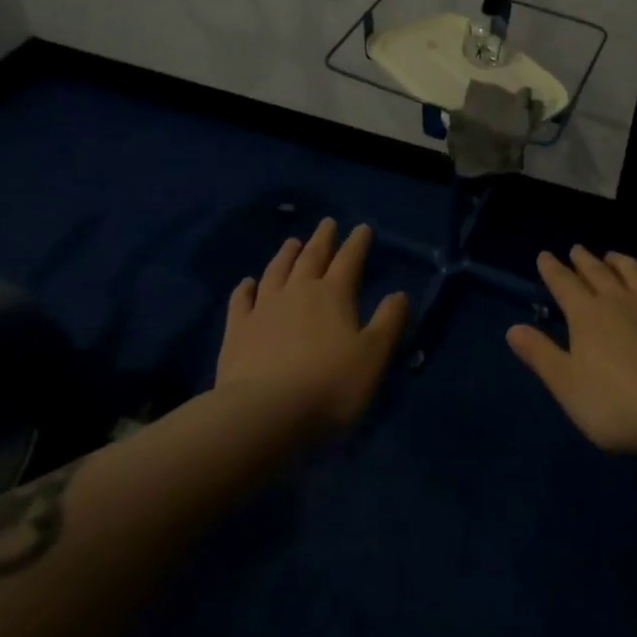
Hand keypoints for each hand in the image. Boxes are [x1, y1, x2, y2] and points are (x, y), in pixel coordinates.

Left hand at [217, 219, 409, 438]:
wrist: (264, 413)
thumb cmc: (330, 386)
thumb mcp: (373, 356)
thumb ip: (388, 322)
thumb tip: (399, 294)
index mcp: (333, 295)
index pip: (349, 260)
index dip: (357, 243)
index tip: (362, 228)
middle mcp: (298, 292)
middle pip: (311, 258)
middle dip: (322, 239)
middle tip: (327, 223)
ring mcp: (263, 308)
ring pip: (276, 271)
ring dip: (286, 255)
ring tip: (292, 242)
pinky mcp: (237, 330)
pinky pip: (241, 300)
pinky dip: (245, 288)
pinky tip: (247, 282)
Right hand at [507, 246, 636, 455]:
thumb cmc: (615, 404)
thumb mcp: (566, 385)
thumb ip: (541, 354)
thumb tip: (513, 329)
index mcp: (587, 315)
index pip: (564, 284)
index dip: (552, 269)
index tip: (545, 256)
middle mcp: (620, 301)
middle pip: (599, 273)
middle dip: (584, 260)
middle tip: (577, 249)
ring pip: (636, 273)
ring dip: (622, 262)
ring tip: (613, 255)